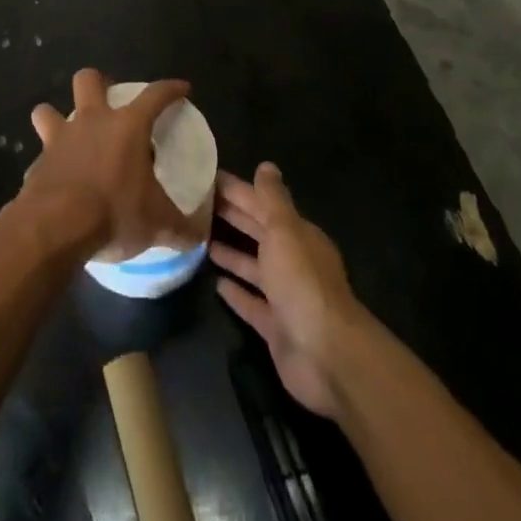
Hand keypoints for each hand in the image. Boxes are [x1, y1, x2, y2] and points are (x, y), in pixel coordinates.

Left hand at [19, 69, 195, 261]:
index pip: (155, 95)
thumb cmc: (114, 212)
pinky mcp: (36, 164)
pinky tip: (58, 181)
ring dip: (55, 118)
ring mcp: (59, 140)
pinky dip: (49, 164)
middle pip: (88, 80)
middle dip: (97, 83)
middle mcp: (91, 122)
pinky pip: (41, 155)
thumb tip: (199, 235)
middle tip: (108, 102)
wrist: (55, 228)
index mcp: (127, 126)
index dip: (170, 89)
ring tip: (70, 136)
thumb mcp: (158, 225)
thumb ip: (181, 228)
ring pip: (47, 111)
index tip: (181, 88)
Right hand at [211, 163, 368, 417]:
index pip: (262, 204)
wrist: (326, 355)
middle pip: (258, 232)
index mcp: (297, 235)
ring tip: (199, 239)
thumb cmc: (302, 283)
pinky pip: (252, 303)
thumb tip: (266, 165)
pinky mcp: (275, 326)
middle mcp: (292, 261)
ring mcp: (285, 295)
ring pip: (253, 267)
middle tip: (193, 204)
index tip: (205, 178)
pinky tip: (215, 283)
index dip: (236, 190)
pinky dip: (236, 292)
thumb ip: (273, 199)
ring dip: (231, 252)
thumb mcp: (285, 231)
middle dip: (232, 216)